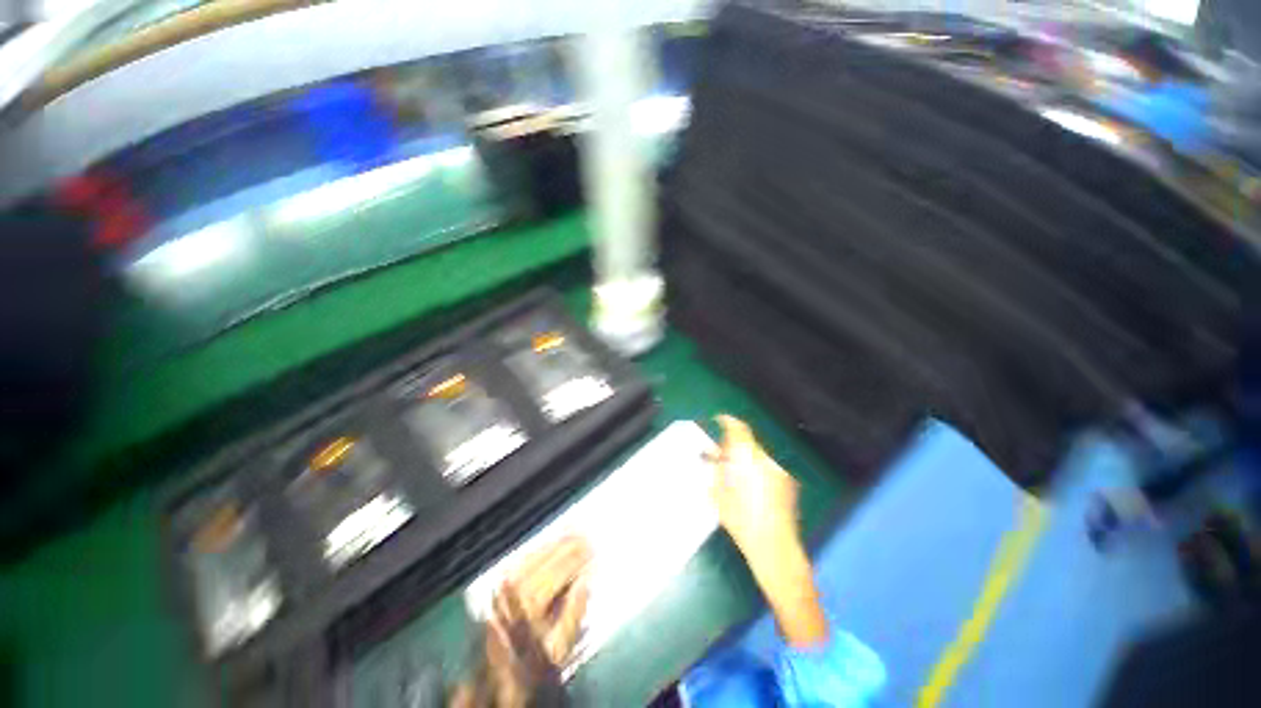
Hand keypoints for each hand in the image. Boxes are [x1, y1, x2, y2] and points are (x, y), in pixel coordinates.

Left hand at [500, 534, 591, 666]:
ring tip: (572, 532)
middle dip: (568, 545)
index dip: (577, 557)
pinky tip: (549, 543)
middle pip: (546, 559)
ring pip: (534, 555)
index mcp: (532, 604)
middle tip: (585, 535)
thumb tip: (585, 582)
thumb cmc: (533, 661)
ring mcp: (505, 586)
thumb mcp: (559, 648)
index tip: (592, 548)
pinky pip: (522, 559)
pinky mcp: (499, 586)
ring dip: (554, 542)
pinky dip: (538, 548)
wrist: (499, 675)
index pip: (560, 571)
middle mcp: (516, 590)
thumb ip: (573, 614)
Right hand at [707, 415, 829, 647]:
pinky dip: (757, 470)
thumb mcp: (719, 497)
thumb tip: (712, 458)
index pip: (739, 430)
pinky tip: (752, 488)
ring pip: (757, 455)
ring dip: (745, 459)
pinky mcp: (788, 483)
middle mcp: (765, 461)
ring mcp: (779, 471)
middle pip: (748, 443)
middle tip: (721, 457)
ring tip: (736, 475)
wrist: (776, 549)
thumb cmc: (742, 523)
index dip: (728, 421)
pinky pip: (767, 467)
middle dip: (734, 446)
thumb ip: (715, 472)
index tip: (719, 420)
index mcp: (747, 461)